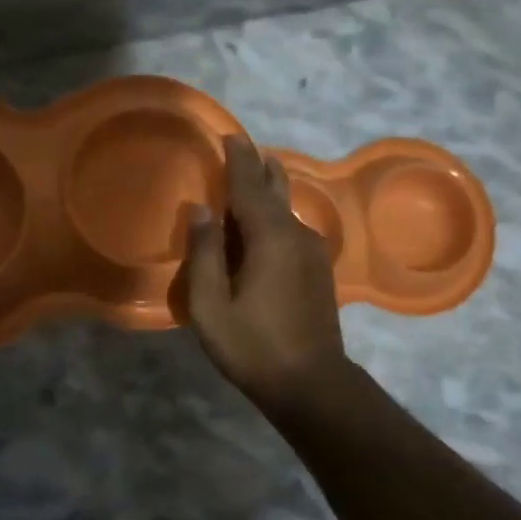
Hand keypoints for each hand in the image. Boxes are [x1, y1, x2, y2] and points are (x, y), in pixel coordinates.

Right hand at [184, 136, 348, 407]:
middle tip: (243, 148)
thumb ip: (204, 254)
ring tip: (255, 176)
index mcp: (269, 237)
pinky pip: (292, 228)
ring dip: (269, 190)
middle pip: (276, 189)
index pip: (250, 186)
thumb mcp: (211, 306)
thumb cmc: (253, 346)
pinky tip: (265, 224)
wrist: (312, 384)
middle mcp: (296, 235)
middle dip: (259, 168)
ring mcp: (313, 251)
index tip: (229, 135)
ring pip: (286, 209)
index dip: (238, 160)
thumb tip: (201, 209)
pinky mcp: (319, 269)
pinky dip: (275, 215)